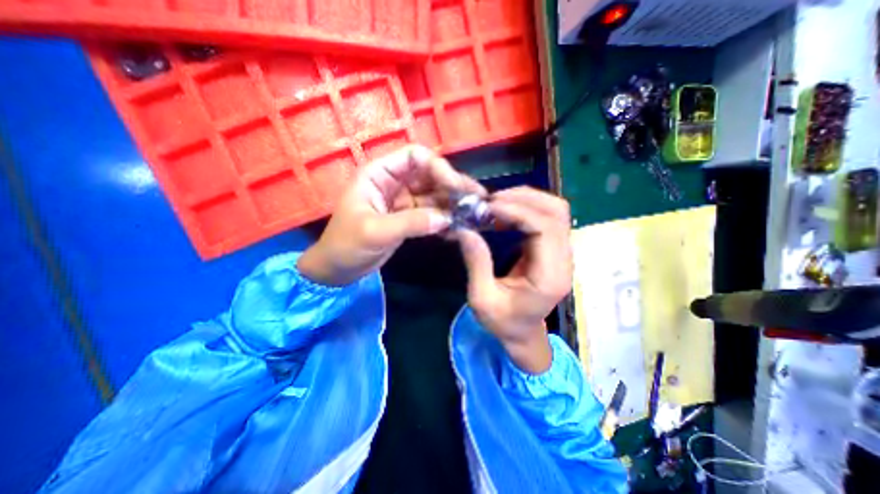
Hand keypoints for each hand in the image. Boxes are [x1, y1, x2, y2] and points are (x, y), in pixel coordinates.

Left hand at [300, 144, 483, 284]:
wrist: (338, 269)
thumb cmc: (346, 245)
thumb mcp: (374, 232)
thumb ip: (410, 222)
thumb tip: (446, 218)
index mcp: (380, 174)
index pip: (415, 157)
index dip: (438, 167)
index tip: (456, 187)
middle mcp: (395, 183)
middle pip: (431, 175)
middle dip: (454, 186)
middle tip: (477, 200)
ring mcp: (404, 201)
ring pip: (435, 195)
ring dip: (455, 204)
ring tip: (476, 214)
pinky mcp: (410, 218)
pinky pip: (433, 214)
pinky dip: (447, 219)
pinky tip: (460, 227)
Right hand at [457, 187, 574, 372]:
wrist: (523, 333)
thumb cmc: (503, 322)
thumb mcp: (482, 299)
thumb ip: (477, 263)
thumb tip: (465, 229)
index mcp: (549, 277)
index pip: (545, 228)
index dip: (517, 211)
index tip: (488, 208)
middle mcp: (563, 261)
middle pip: (556, 213)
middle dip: (523, 199)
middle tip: (490, 202)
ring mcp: (562, 254)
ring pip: (554, 211)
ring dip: (525, 200)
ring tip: (495, 205)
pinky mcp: (553, 249)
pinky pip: (546, 218)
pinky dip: (525, 209)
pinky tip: (503, 214)